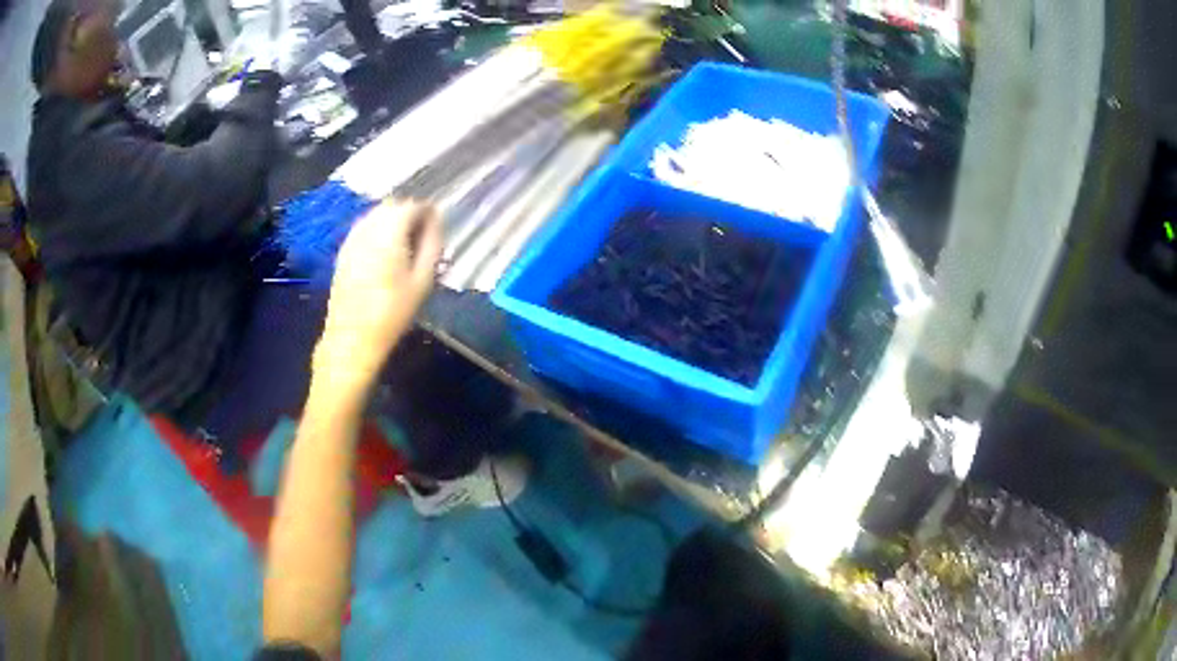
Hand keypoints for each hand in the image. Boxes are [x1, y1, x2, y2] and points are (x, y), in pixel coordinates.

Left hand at [313, 200, 441, 394]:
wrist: (352, 338)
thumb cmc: (393, 312)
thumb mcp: (423, 280)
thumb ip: (432, 245)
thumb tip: (436, 222)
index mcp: (390, 231)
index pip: (413, 205)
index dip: (428, 212)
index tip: (437, 228)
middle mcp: (368, 227)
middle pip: (392, 206)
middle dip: (410, 214)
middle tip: (423, 236)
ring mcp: (352, 238)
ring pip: (376, 215)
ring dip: (392, 221)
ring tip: (405, 244)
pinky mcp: (343, 251)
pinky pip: (364, 228)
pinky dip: (377, 231)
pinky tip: (384, 253)